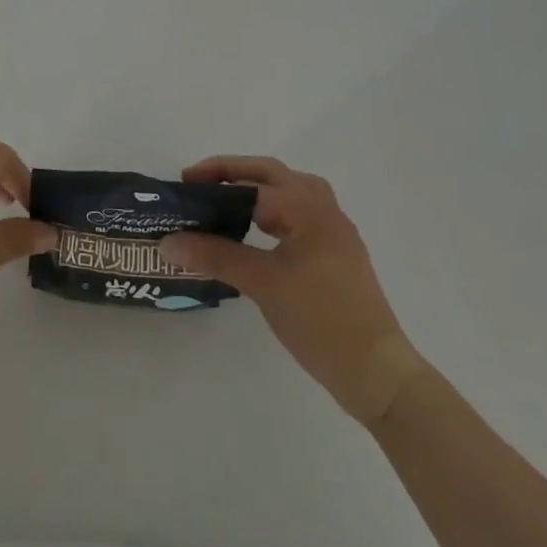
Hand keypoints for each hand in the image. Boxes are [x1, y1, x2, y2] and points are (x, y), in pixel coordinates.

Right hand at [160, 156, 427, 425]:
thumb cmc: (320, 320)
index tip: (183, 187)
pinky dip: (274, 210)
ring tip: (226, 200)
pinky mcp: (338, 254)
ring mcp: (335, 232)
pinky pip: (300, 214)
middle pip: (273, 174)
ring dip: (258, 188)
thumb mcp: (262, 284)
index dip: (214, 181)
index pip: (252, 183)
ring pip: (291, 191)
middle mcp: (324, 209)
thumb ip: (215, 256)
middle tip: (199, 183)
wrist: (378, 373)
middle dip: (234, 173)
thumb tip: (168, 242)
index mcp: (307, 208)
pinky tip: (258, 231)